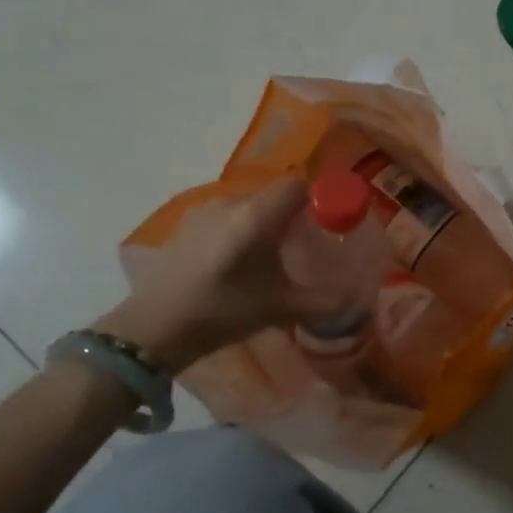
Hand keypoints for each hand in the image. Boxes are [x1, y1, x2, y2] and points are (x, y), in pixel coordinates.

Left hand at [94, 179, 345, 362]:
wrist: (154, 327)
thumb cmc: (224, 310)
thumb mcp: (281, 309)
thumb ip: (324, 301)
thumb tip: (358, 301)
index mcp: (258, 214)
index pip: (297, 185)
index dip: (316, 199)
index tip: (325, 225)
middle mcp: (232, 202)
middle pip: (273, 196)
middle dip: (291, 217)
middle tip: (300, 249)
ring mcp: (204, 212)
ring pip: (247, 207)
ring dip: (262, 225)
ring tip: (265, 261)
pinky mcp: (185, 226)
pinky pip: (224, 219)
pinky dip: (237, 232)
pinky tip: (232, 265)